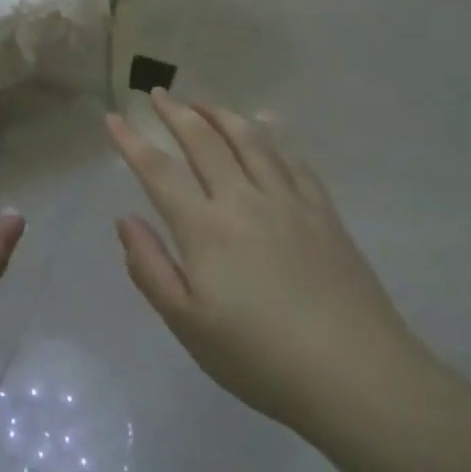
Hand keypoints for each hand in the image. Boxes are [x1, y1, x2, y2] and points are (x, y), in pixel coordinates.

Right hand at [105, 91, 422, 434]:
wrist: (358, 377)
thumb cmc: (260, 358)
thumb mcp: (187, 325)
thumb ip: (150, 268)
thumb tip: (125, 220)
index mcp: (205, 228)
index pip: (159, 170)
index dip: (131, 141)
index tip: (112, 118)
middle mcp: (243, 200)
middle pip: (204, 141)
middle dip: (175, 112)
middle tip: (157, 94)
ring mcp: (288, 202)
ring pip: (250, 140)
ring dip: (221, 114)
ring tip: (202, 102)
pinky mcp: (323, 213)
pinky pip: (292, 161)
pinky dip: (270, 139)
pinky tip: (264, 133)